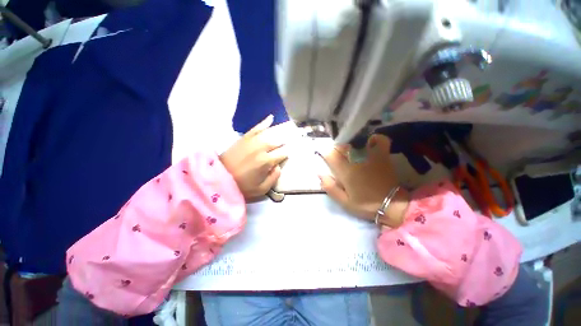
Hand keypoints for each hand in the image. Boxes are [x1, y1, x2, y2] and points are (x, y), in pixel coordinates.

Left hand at [220, 115, 289, 200]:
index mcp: (266, 161)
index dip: (286, 154)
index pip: (282, 154)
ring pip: (269, 134)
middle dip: (283, 143)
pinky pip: (256, 128)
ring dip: (278, 133)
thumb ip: (274, 177)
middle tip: (286, 145)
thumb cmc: (242, 186)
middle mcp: (261, 148)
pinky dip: (264, 123)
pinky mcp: (244, 138)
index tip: (287, 156)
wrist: (219, 178)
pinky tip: (271, 118)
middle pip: (277, 142)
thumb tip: (278, 166)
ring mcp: (252, 141)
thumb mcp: (261, 189)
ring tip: (284, 132)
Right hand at [319, 134, 408, 227]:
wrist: (392, 205)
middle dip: (337, 150)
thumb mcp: (344, 202)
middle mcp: (356, 160)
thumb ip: (330, 187)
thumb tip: (320, 174)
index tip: (327, 160)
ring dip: (350, 145)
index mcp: (346, 172)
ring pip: (356, 142)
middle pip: (342, 146)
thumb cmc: (366, 205)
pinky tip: (369, 143)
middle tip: (338, 159)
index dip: (326, 155)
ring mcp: (370, 156)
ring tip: (351, 153)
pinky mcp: (382, 156)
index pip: (330, 155)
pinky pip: (379, 141)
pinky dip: (374, 139)